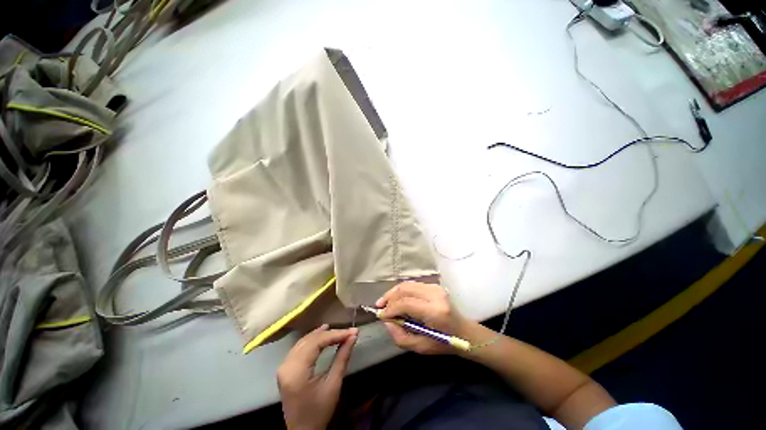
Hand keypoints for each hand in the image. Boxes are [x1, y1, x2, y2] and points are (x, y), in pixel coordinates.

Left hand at [277, 325, 357, 429]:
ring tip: (336, 330)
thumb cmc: (319, 411)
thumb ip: (342, 358)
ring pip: (303, 341)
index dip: (335, 334)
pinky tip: (321, 337)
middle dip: (330, 333)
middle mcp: (286, 365)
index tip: (352, 332)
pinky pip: (299, 347)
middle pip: (309, 340)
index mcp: (297, 372)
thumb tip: (353, 336)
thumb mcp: (333, 385)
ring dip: (320, 335)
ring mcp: (283, 366)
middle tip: (347, 331)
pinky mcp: (285, 368)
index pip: (317, 343)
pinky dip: (312, 340)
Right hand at [376, 282, 470, 354]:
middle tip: (379, 307)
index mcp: (435, 311)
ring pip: (407, 284)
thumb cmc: (444, 343)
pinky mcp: (434, 286)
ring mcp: (435, 287)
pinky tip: (396, 299)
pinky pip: (412, 285)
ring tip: (385, 302)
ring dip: (393, 292)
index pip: (406, 303)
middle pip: (405, 289)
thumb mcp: (420, 347)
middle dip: (389, 297)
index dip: (391, 308)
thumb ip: (400, 336)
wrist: (464, 332)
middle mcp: (435, 295)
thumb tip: (386, 321)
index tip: (381, 316)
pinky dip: (401, 291)